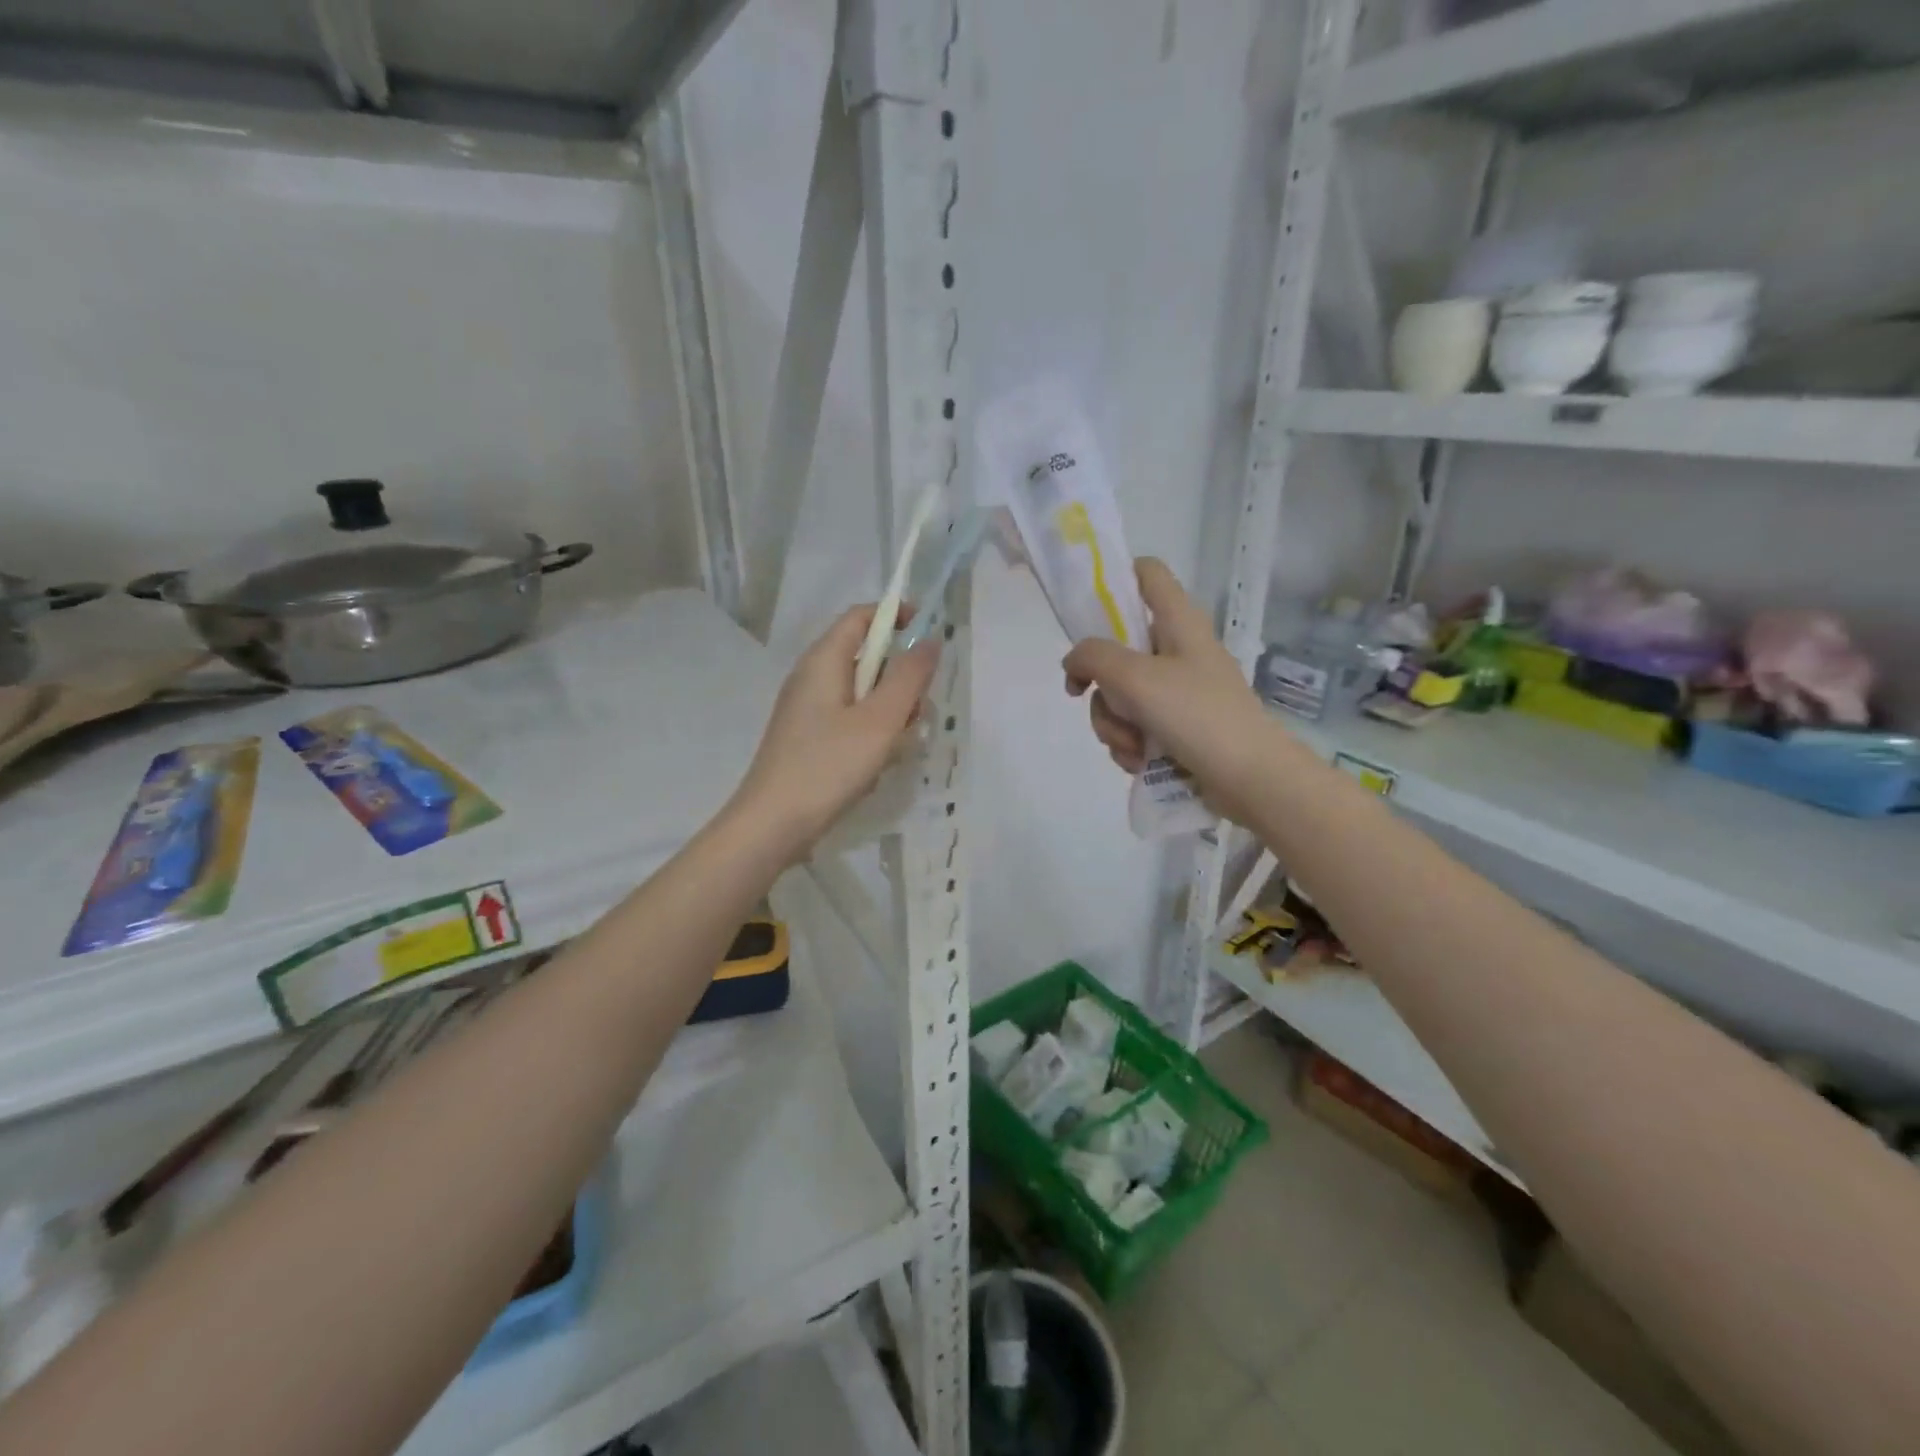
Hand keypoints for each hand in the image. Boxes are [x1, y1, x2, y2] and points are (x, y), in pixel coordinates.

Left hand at [733, 605, 939, 859]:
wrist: (772, 824)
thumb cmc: (828, 765)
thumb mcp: (879, 720)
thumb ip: (909, 677)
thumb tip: (930, 640)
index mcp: (823, 660)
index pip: (861, 616)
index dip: (896, 615)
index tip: (930, 635)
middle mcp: (812, 677)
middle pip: (866, 657)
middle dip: (900, 679)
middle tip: (918, 711)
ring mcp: (808, 710)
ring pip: (862, 694)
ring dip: (889, 712)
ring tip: (897, 746)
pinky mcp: (809, 738)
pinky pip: (850, 721)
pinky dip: (871, 733)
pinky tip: (876, 765)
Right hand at [1063, 558, 1272, 824]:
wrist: (1249, 778)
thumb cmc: (1196, 714)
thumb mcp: (1135, 677)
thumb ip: (1093, 658)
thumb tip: (1074, 663)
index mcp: (1179, 621)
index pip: (1147, 573)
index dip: (1115, 579)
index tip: (1085, 612)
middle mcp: (1178, 650)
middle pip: (1117, 648)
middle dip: (1103, 687)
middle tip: (1110, 707)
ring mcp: (1178, 691)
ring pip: (1120, 695)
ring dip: (1114, 725)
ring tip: (1133, 747)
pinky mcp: (1177, 727)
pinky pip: (1134, 726)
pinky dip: (1130, 745)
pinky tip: (1139, 762)